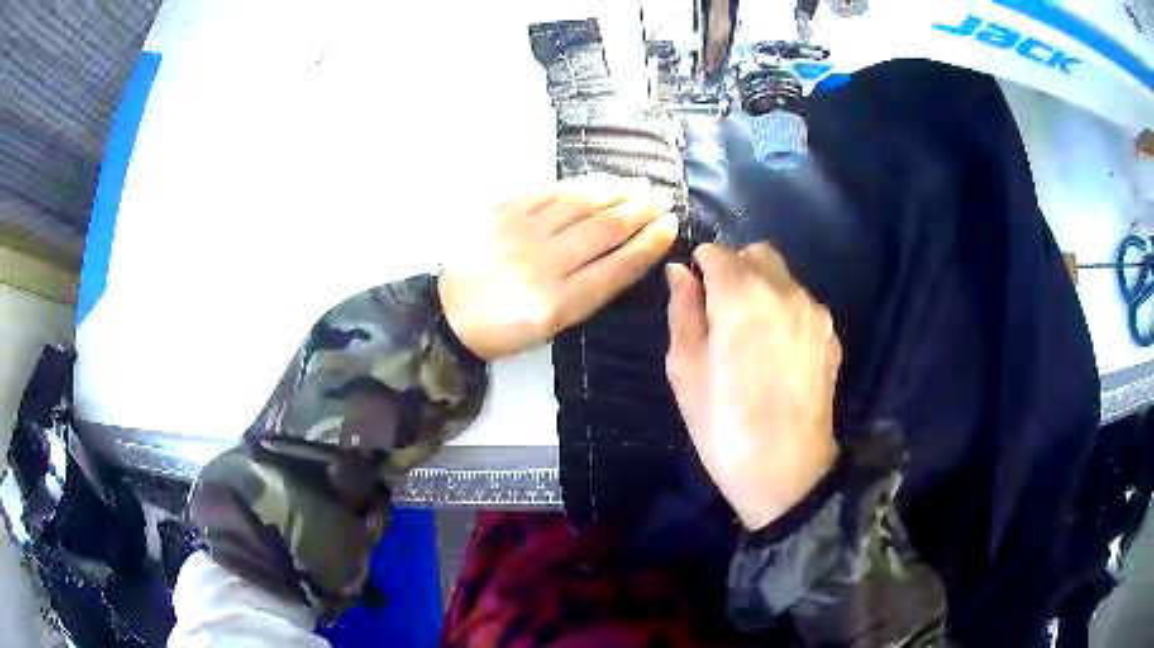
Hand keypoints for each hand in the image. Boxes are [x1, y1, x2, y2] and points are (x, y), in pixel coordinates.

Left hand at [440, 174, 678, 359]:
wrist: (451, 312)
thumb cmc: (508, 328)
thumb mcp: (555, 326)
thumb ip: (593, 290)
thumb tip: (631, 250)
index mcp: (559, 303)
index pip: (618, 266)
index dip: (650, 243)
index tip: (670, 226)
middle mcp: (543, 264)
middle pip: (604, 228)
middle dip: (641, 210)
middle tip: (661, 199)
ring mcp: (521, 233)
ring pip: (581, 203)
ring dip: (616, 190)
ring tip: (639, 184)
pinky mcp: (503, 212)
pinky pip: (551, 191)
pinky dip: (581, 184)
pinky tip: (601, 181)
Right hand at [665, 243, 840, 529]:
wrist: (786, 471)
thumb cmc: (723, 425)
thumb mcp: (685, 370)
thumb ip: (683, 311)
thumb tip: (681, 273)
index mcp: (742, 294)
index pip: (716, 252)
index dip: (700, 270)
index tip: (695, 300)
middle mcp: (784, 290)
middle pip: (756, 253)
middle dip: (734, 270)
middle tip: (721, 315)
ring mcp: (814, 311)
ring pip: (783, 277)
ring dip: (762, 290)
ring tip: (752, 339)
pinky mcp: (830, 335)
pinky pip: (802, 304)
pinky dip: (785, 311)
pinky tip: (778, 355)